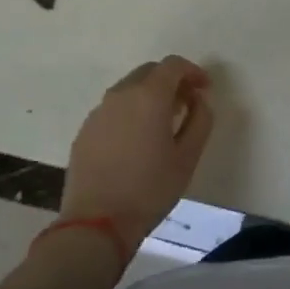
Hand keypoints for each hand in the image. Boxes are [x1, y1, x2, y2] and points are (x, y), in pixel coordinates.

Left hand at [62, 56, 214, 255]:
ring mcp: (98, 112)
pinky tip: (136, 140)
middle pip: (149, 72)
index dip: (192, 71)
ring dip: (149, 96)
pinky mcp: (85, 130)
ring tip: (162, 123)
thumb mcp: (188, 157)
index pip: (173, 65)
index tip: (204, 88)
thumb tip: (199, 100)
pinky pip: (113, 109)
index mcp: (148, 96)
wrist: (96, 223)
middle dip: (170, 81)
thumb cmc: (150, 189)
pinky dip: (130, 112)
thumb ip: (200, 120)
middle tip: (186, 104)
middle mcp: (120, 95)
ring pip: (129, 89)